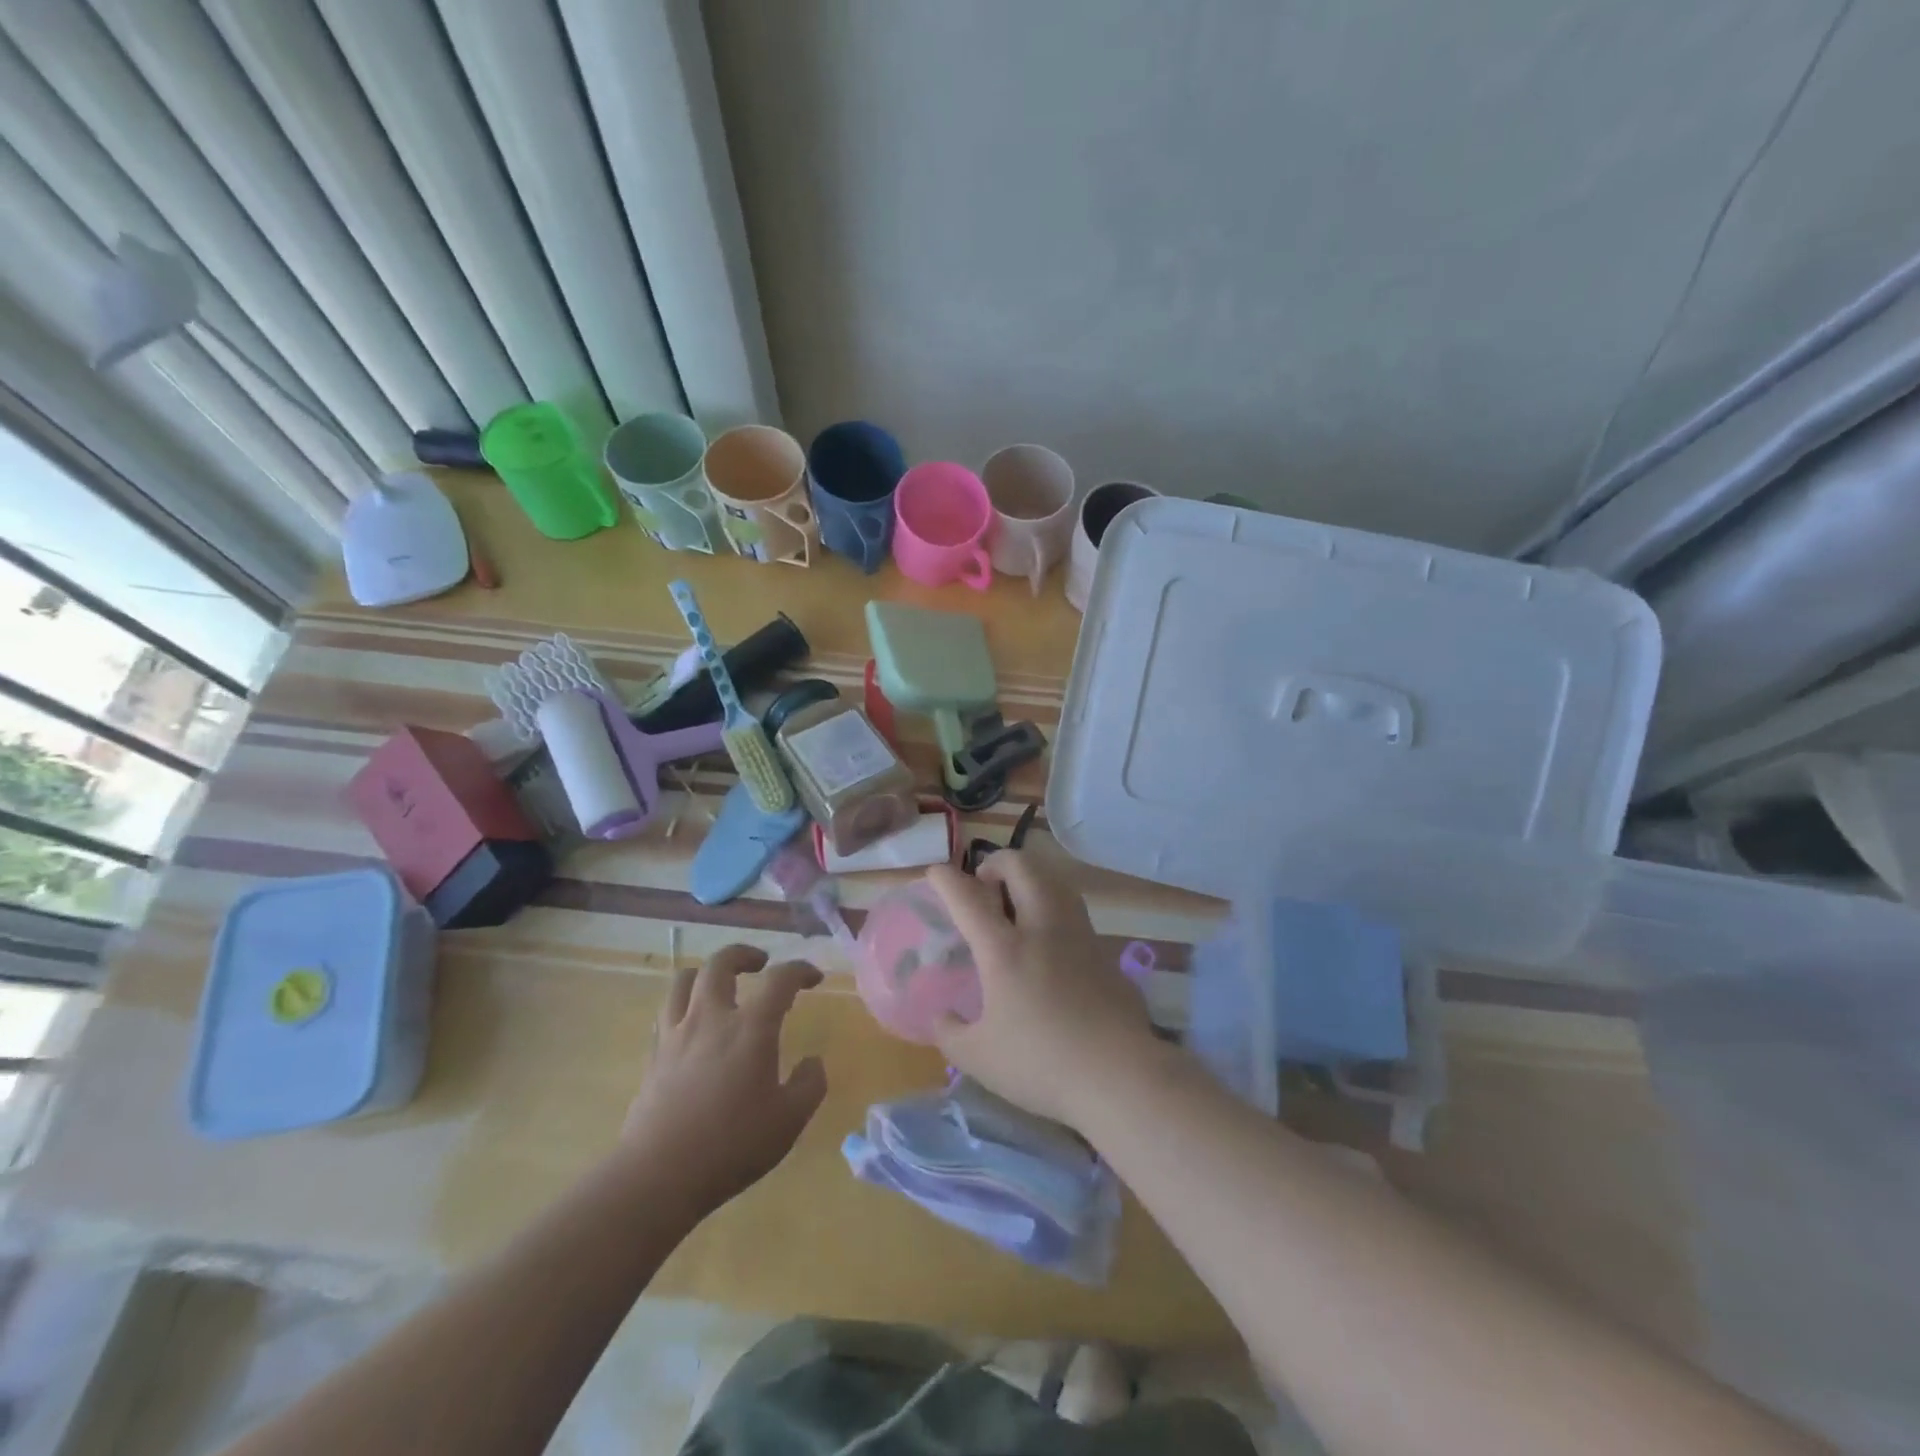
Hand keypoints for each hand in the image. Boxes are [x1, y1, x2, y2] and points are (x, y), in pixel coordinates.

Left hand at [622, 945, 827, 1217]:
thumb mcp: (789, 1121)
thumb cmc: (732, 1145)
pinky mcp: (653, 1056)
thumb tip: (813, 1062)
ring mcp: (676, 1034)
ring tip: (719, 985)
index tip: (813, 978)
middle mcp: (711, 1018)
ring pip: (684, 980)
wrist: (659, 1176)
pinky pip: (666, 1012)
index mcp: (751, 1028)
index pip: (780, 979)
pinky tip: (693, 1024)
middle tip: (760, 964)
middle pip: (721, 963)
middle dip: (744, 955)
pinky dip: (683, 1004)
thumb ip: (809, 1085)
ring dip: (706, 973)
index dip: (800, 970)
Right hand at [926, 852, 1157, 1129]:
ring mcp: (1079, 935)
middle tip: (984, 885)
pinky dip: (1055, 908)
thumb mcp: (979, 1058)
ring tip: (1018, 902)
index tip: (935, 873)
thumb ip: (951, 1033)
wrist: (1120, 1075)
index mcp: (1004, 949)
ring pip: (1055, 880)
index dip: (946, 879)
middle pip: (1022, 867)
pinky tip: (1051, 941)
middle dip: (997, 862)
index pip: (968, 898)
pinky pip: (1075, 912)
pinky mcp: (1105, 952)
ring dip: (1031, 877)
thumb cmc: (1042, 1064)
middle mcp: (1042, 928)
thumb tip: (942, 1016)